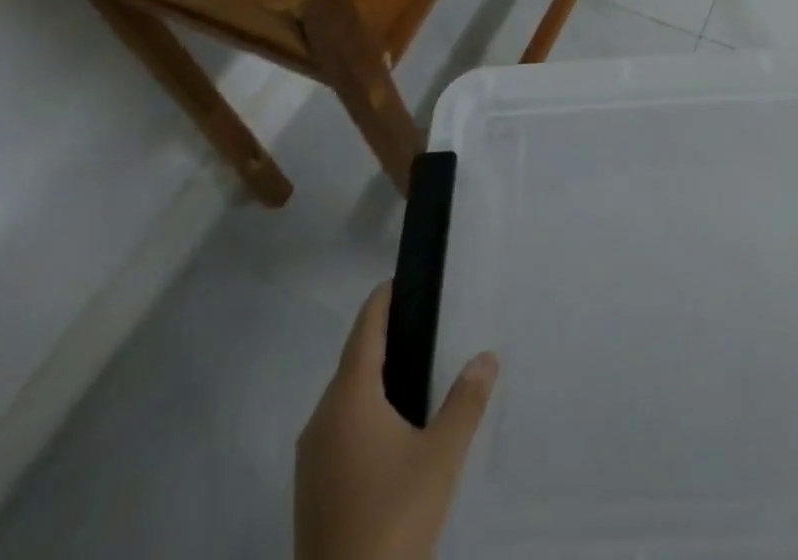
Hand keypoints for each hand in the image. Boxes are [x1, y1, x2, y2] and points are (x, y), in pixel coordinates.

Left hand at [295, 281, 497, 559]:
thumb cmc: (392, 518)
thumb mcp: (441, 456)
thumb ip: (466, 401)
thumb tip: (487, 355)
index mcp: (348, 398)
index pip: (364, 328)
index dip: (383, 299)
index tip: (406, 279)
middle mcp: (322, 418)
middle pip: (354, 361)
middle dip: (387, 339)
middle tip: (428, 325)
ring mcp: (311, 457)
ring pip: (345, 398)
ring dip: (376, 379)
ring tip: (418, 374)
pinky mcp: (312, 489)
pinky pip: (340, 430)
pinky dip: (365, 413)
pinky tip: (395, 431)